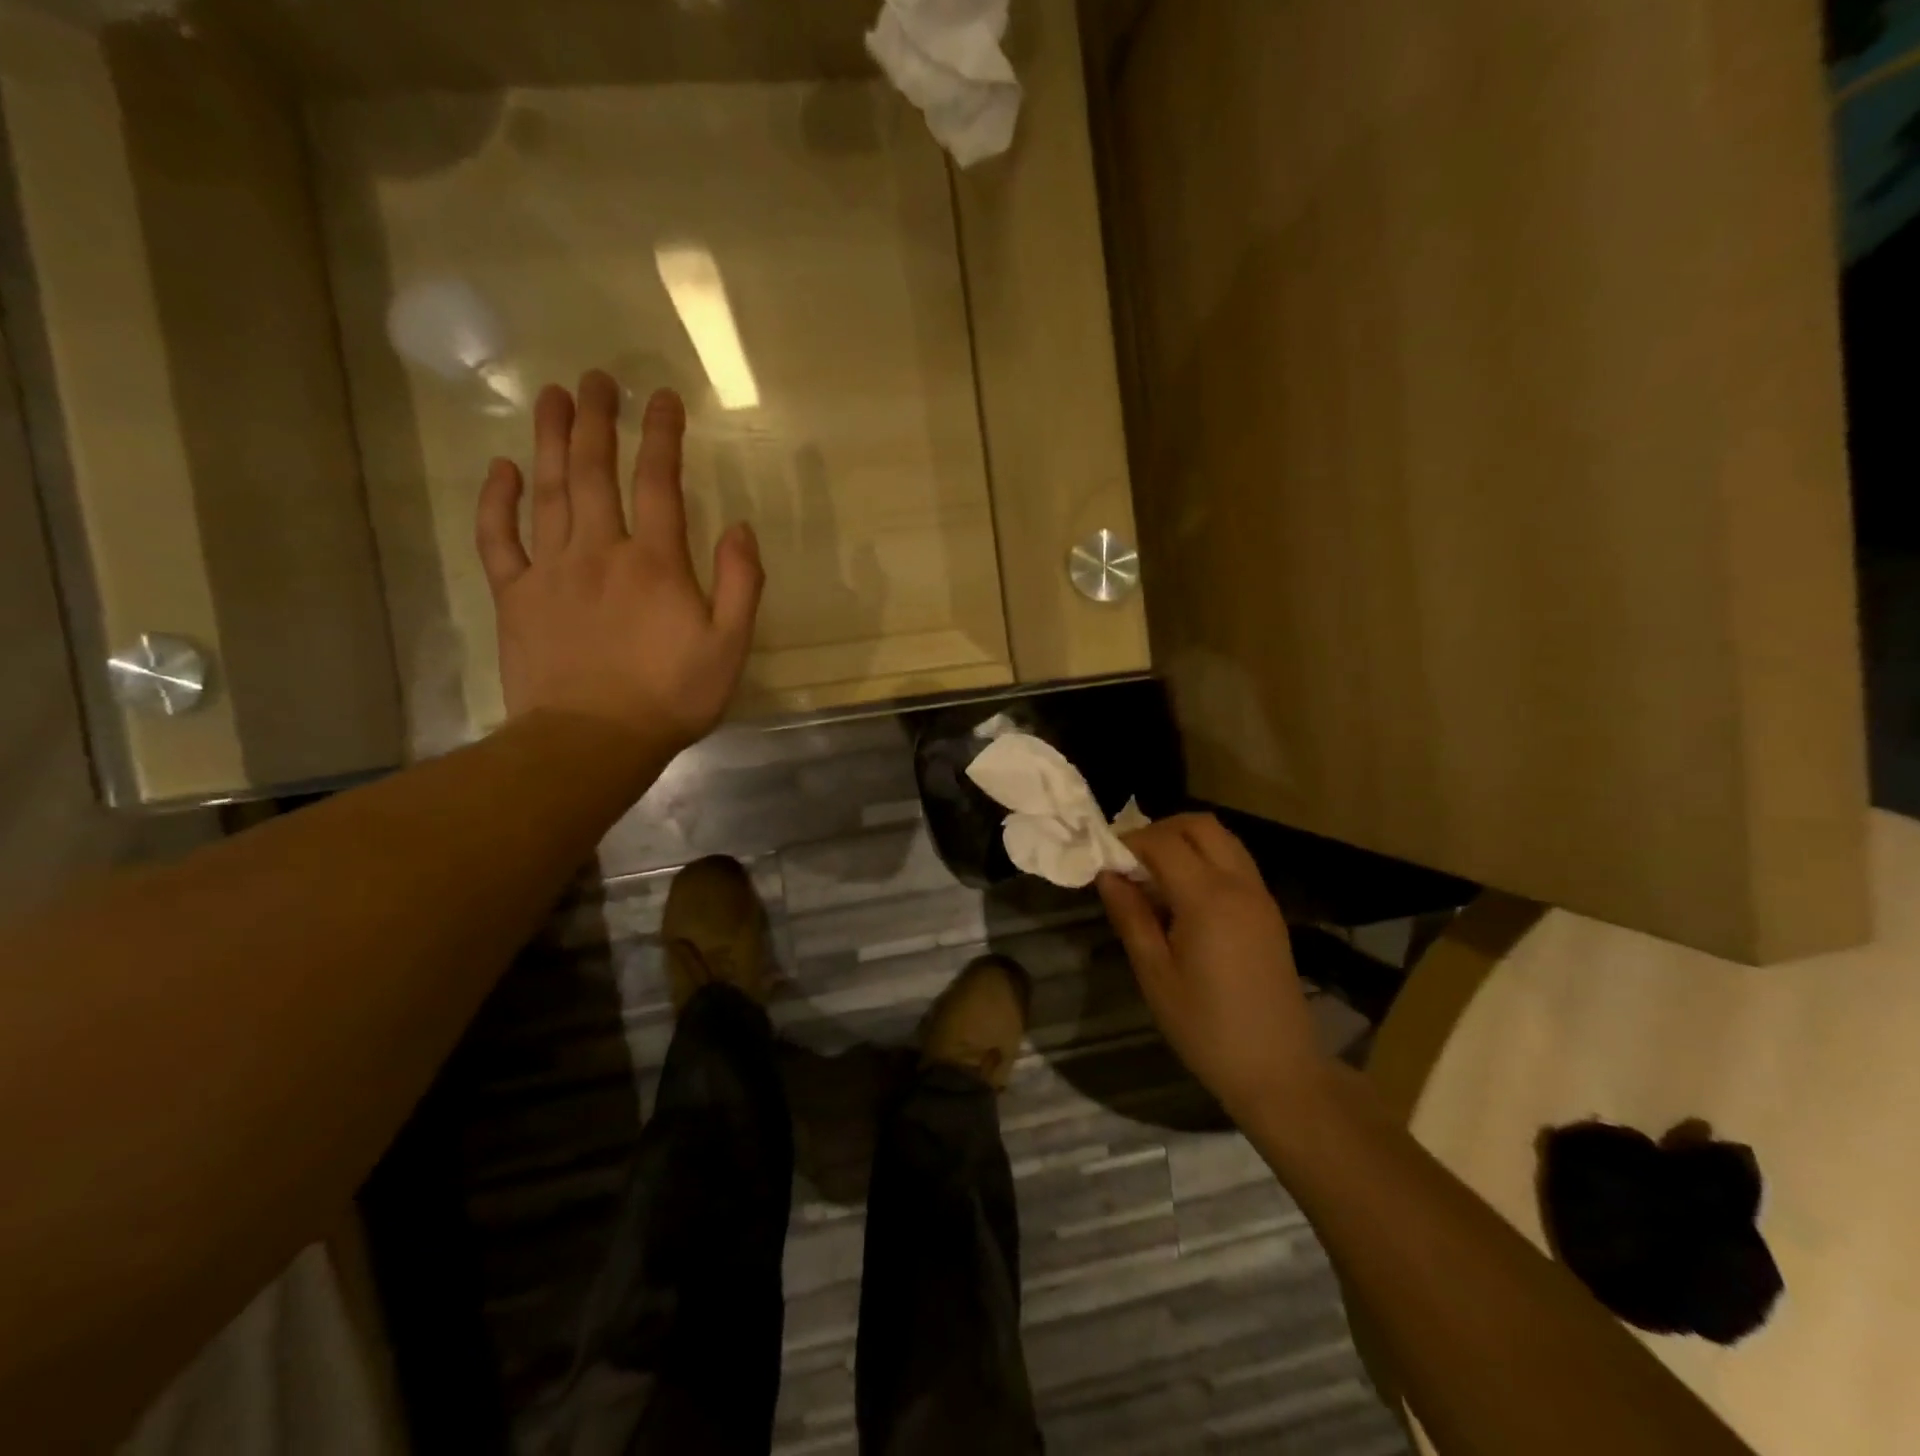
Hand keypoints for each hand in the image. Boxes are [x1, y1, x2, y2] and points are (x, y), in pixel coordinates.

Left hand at [477, 374, 762, 755]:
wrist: (592, 740)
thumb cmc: (671, 697)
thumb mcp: (729, 647)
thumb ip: (741, 584)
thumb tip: (741, 527)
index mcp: (655, 562)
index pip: (659, 483)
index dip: (662, 436)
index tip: (662, 397)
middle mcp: (600, 551)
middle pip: (595, 471)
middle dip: (598, 419)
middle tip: (597, 378)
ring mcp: (551, 570)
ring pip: (548, 491)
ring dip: (551, 440)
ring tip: (553, 397)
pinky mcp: (515, 596)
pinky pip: (500, 538)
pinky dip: (498, 501)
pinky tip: (503, 470)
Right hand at [1098, 815, 1323, 1122]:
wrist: (1279, 1070)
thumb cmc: (1207, 1028)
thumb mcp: (1155, 975)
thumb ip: (1130, 916)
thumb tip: (1107, 874)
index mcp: (1208, 898)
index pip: (1163, 842)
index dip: (1129, 841)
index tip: (1103, 860)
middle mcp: (1239, 884)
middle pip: (1200, 825)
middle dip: (1160, 830)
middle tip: (1130, 860)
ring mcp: (1260, 896)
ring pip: (1223, 839)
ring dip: (1185, 841)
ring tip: (1154, 875)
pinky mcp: (1269, 912)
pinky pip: (1236, 862)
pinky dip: (1206, 859)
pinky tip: (1184, 896)